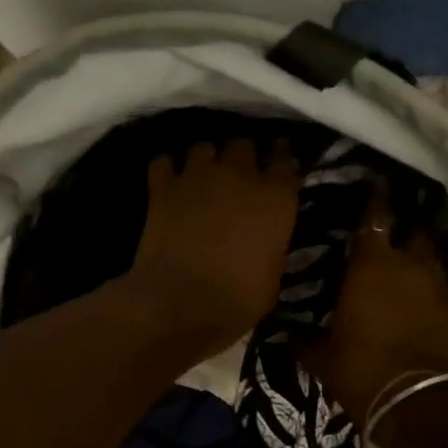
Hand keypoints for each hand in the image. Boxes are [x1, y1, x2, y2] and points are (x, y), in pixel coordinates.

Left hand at [126, 138, 300, 353]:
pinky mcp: (162, 187)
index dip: (280, 160)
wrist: (179, 303)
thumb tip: (266, 238)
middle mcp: (239, 176)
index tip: (276, 168)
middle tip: (238, 175)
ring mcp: (198, 176)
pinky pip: (163, 162)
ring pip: (204, 147)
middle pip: (243, 144)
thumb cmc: (237, 300)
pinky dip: (167, 170)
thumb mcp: (273, 276)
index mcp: (275, 198)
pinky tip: (169, 183)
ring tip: (203, 176)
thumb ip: (272, 244)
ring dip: (206, 160)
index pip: (284, 160)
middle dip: (241, 156)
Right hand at [301, 188, 447, 425]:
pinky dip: (426, 286)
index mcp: (372, 265)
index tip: (373, 186)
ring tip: (402, 262)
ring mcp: (436, 287)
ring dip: (417, 257)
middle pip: (412, 231)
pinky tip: (413, 296)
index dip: (375, 201)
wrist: (416, 403)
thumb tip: (285, 334)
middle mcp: (408, 266)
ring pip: (429, 258)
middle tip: (388, 229)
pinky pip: (437, 286)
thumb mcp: (321, 356)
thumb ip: (302, 339)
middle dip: (403, 227)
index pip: (375, 218)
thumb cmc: (361, 368)